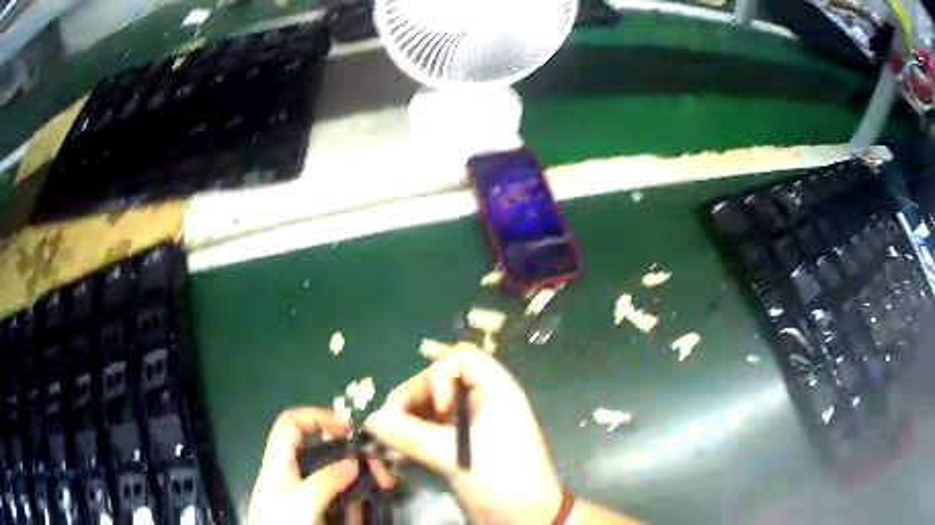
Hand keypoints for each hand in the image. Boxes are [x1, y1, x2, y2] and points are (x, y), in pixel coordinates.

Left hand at [247, 407, 393, 524]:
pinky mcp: (316, 512)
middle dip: (351, 452)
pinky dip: (358, 497)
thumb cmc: (283, 524)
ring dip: (361, 476)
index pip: (292, 424)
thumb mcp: (302, 501)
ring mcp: (305, 495)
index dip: (317, 417)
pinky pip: (339, 498)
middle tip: (377, 463)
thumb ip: (326, 480)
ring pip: (334, 475)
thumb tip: (354, 463)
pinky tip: (373, 501)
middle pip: (321, 450)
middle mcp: (292, 474)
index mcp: (279, 462)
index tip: (348, 427)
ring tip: (384, 483)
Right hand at [365, 344, 563, 524]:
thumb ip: (410, 434)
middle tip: (390, 422)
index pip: (462, 359)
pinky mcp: (461, 446)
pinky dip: (413, 434)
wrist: (524, 518)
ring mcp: (471, 425)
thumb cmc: (501, 479)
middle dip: (413, 397)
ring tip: (389, 437)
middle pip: (440, 382)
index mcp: (495, 391)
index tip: (434, 406)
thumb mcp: (455, 456)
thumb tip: (370, 418)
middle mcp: (483, 402)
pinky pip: (431, 428)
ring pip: (432, 407)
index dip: (440, 375)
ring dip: (408, 417)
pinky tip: (398, 448)